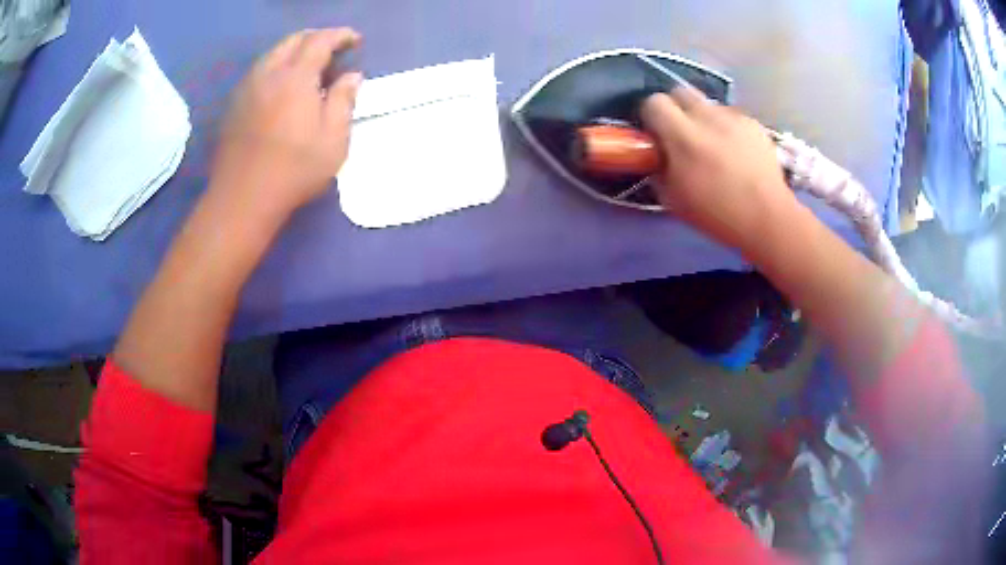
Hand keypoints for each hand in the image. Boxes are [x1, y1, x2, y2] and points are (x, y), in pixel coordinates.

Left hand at [210, 28, 362, 223]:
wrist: (242, 198)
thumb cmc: (294, 170)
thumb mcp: (334, 140)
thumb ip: (344, 101)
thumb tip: (352, 75)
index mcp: (295, 77)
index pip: (320, 41)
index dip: (340, 35)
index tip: (355, 41)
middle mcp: (268, 73)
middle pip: (293, 40)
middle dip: (317, 38)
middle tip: (333, 49)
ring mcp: (247, 88)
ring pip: (273, 54)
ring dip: (295, 51)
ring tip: (309, 67)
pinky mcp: (235, 104)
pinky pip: (259, 71)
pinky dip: (277, 67)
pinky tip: (283, 86)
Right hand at [640, 89, 797, 254]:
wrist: (767, 218)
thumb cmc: (717, 214)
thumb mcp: (673, 199)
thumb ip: (659, 168)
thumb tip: (656, 154)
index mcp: (683, 136)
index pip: (654, 102)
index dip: (652, 116)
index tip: (656, 133)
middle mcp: (707, 117)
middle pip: (680, 91)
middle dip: (676, 108)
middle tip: (681, 133)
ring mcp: (734, 117)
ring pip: (708, 104)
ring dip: (704, 118)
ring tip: (714, 145)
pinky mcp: (753, 123)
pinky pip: (731, 116)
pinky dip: (728, 128)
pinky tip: (736, 151)